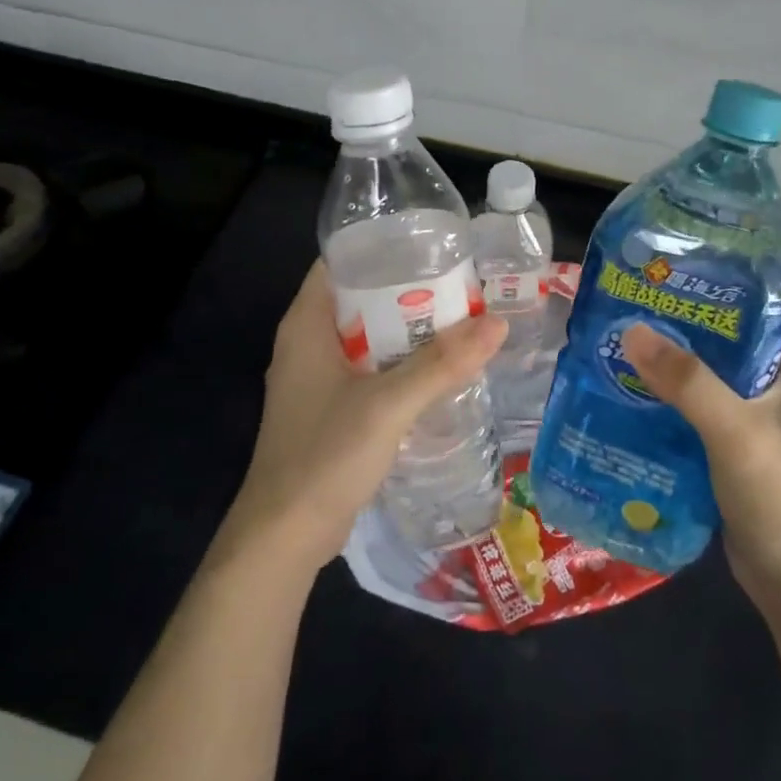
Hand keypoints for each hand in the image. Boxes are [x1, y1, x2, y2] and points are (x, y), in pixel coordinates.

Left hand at [218, 260, 507, 579]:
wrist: (283, 537)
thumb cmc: (324, 456)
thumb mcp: (388, 405)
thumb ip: (441, 364)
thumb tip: (497, 324)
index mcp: (306, 324)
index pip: (340, 262)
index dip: (382, 246)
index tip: (430, 243)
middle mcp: (307, 343)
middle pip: (360, 297)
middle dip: (406, 288)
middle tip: (459, 281)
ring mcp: (317, 378)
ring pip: (368, 336)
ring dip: (407, 328)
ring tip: (459, 317)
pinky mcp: (330, 408)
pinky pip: (370, 369)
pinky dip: (400, 361)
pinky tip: (437, 367)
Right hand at [621, 298, 780, 625]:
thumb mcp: (737, 434)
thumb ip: (688, 382)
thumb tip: (631, 330)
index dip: (743, 266)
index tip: (693, 247)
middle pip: (739, 329)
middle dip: (695, 308)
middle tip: (643, 288)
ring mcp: (762, 415)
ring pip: (717, 368)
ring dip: (680, 352)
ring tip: (628, 327)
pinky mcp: (738, 445)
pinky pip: (703, 404)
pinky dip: (674, 391)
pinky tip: (633, 384)